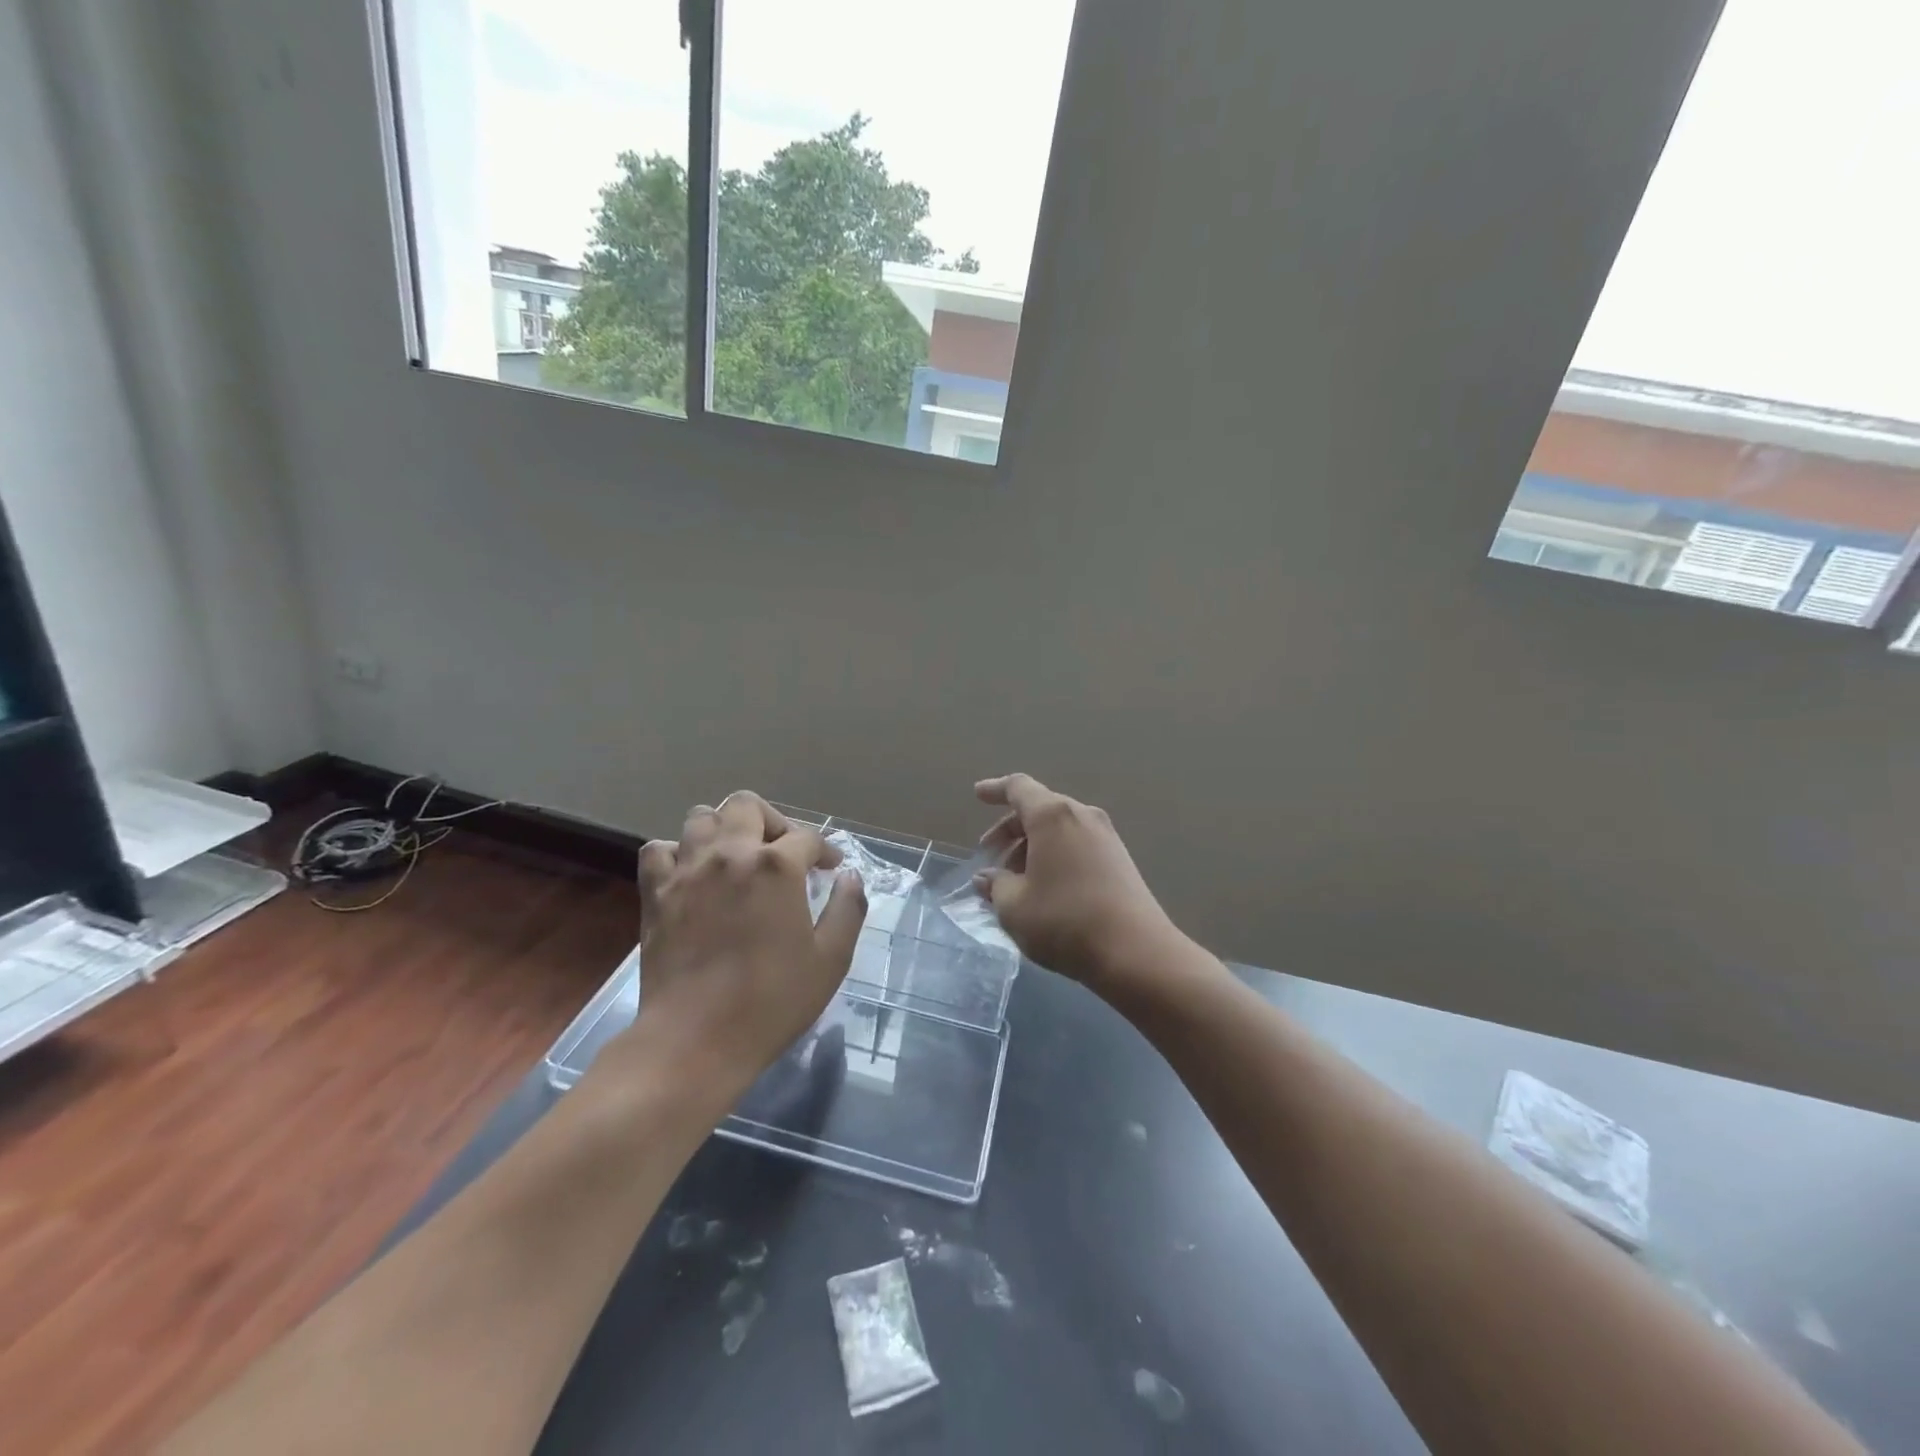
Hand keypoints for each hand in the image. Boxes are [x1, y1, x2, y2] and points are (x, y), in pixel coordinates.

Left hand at [628, 792, 866, 1099]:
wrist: (695, 1040)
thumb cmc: (772, 1001)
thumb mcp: (831, 960)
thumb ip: (847, 909)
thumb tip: (849, 877)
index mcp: (776, 866)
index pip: (807, 837)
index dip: (824, 851)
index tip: (830, 870)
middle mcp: (730, 853)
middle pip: (747, 806)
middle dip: (773, 821)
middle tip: (783, 853)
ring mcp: (687, 870)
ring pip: (701, 817)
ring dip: (723, 829)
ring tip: (737, 858)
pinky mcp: (655, 892)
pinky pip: (659, 850)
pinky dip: (677, 853)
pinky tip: (692, 876)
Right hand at [974, 774, 1181, 989]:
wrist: (1135, 952)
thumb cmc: (1064, 920)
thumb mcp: (1014, 907)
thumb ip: (995, 885)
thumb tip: (987, 877)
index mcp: (1052, 815)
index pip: (1018, 787)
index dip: (995, 789)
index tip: (978, 794)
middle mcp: (1081, 815)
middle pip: (1039, 808)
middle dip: (1010, 829)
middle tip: (991, 857)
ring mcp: (1106, 836)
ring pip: (1059, 829)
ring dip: (1032, 846)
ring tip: (1015, 880)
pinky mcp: (1120, 859)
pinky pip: (1077, 844)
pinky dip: (1055, 856)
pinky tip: (1045, 888)